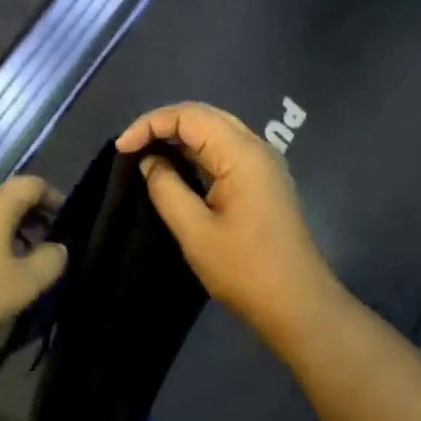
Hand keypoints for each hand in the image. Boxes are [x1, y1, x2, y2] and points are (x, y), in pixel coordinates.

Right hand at [117, 102, 343, 345]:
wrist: (299, 305)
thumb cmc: (245, 270)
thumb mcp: (195, 232)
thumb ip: (166, 188)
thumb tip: (149, 161)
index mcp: (242, 154)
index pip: (189, 115)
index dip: (150, 124)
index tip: (122, 150)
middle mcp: (256, 148)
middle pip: (204, 116)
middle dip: (163, 124)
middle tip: (131, 147)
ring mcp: (263, 164)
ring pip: (215, 131)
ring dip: (179, 136)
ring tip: (146, 155)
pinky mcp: (263, 181)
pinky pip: (225, 150)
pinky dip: (196, 151)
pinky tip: (176, 168)